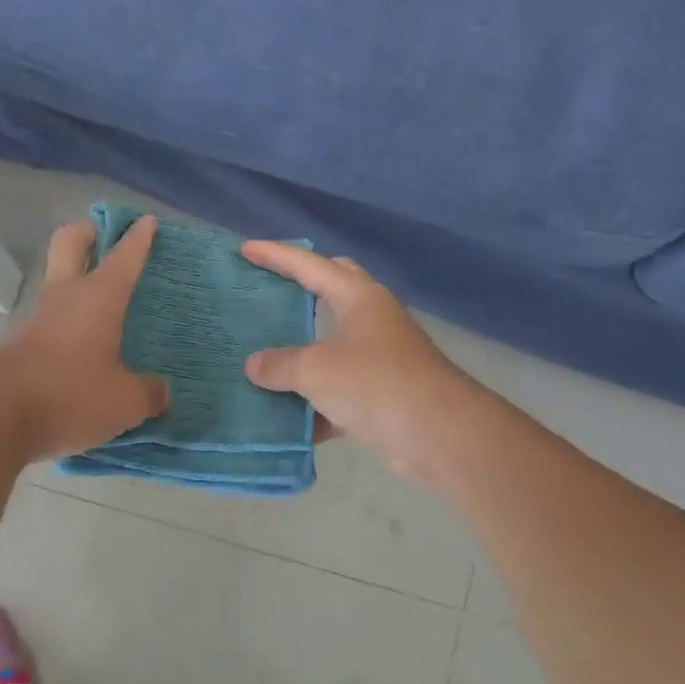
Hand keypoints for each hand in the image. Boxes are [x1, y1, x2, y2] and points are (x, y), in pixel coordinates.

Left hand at [0, 218, 170, 461]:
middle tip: (106, 238)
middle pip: (70, 243)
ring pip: (56, 283)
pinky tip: (81, 351)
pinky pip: (48, 322)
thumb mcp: (125, 401)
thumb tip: (161, 391)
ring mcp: (36, 318)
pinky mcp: (17, 344)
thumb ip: (148, 393)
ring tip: (103, 308)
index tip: (147, 222)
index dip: (138, 238)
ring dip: (76, 284)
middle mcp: (65, 297)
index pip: (124, 257)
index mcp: (99, 298)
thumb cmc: (71, 395)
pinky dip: (65, 324)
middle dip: (89, 233)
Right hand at [240, 243, 476, 484]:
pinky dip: (313, 404)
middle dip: (301, 288)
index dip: (276, 255)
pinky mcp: (383, 396)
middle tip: (268, 289)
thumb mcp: (316, 370)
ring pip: (332, 347)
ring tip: (265, 354)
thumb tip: (255, 365)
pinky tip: (285, 418)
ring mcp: (380, 359)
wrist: (438, 434)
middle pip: (333, 291)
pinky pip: (338, 394)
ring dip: (303, 352)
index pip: (310, 266)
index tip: (246, 249)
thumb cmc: (375, 384)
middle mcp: (372, 321)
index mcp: (359, 298)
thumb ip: (280, 365)